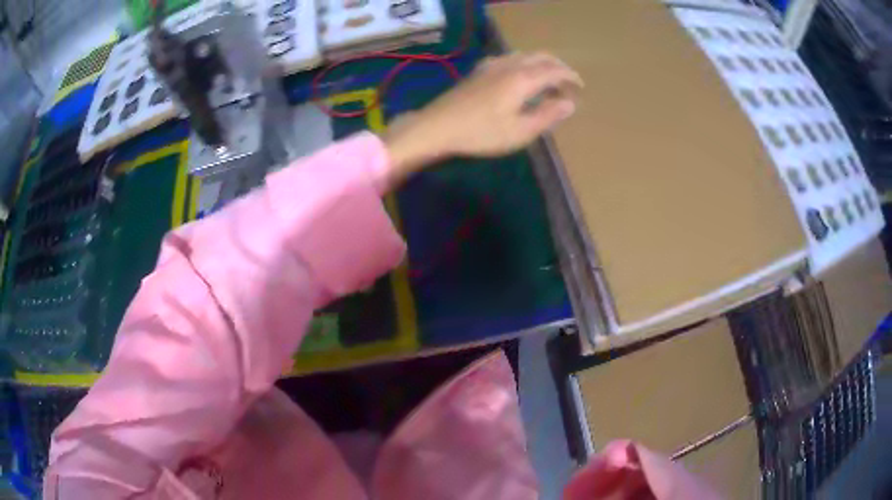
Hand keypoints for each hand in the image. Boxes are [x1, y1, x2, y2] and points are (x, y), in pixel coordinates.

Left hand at [383, 52, 582, 186]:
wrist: (438, 126)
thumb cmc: (481, 133)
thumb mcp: (520, 131)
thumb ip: (547, 115)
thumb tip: (570, 103)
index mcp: (523, 78)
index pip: (555, 70)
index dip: (571, 77)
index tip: (580, 87)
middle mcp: (510, 65)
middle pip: (541, 57)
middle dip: (558, 67)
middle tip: (567, 83)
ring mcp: (492, 65)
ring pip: (524, 55)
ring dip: (541, 64)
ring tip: (547, 82)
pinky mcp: (480, 70)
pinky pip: (510, 59)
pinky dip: (524, 64)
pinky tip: (520, 78)